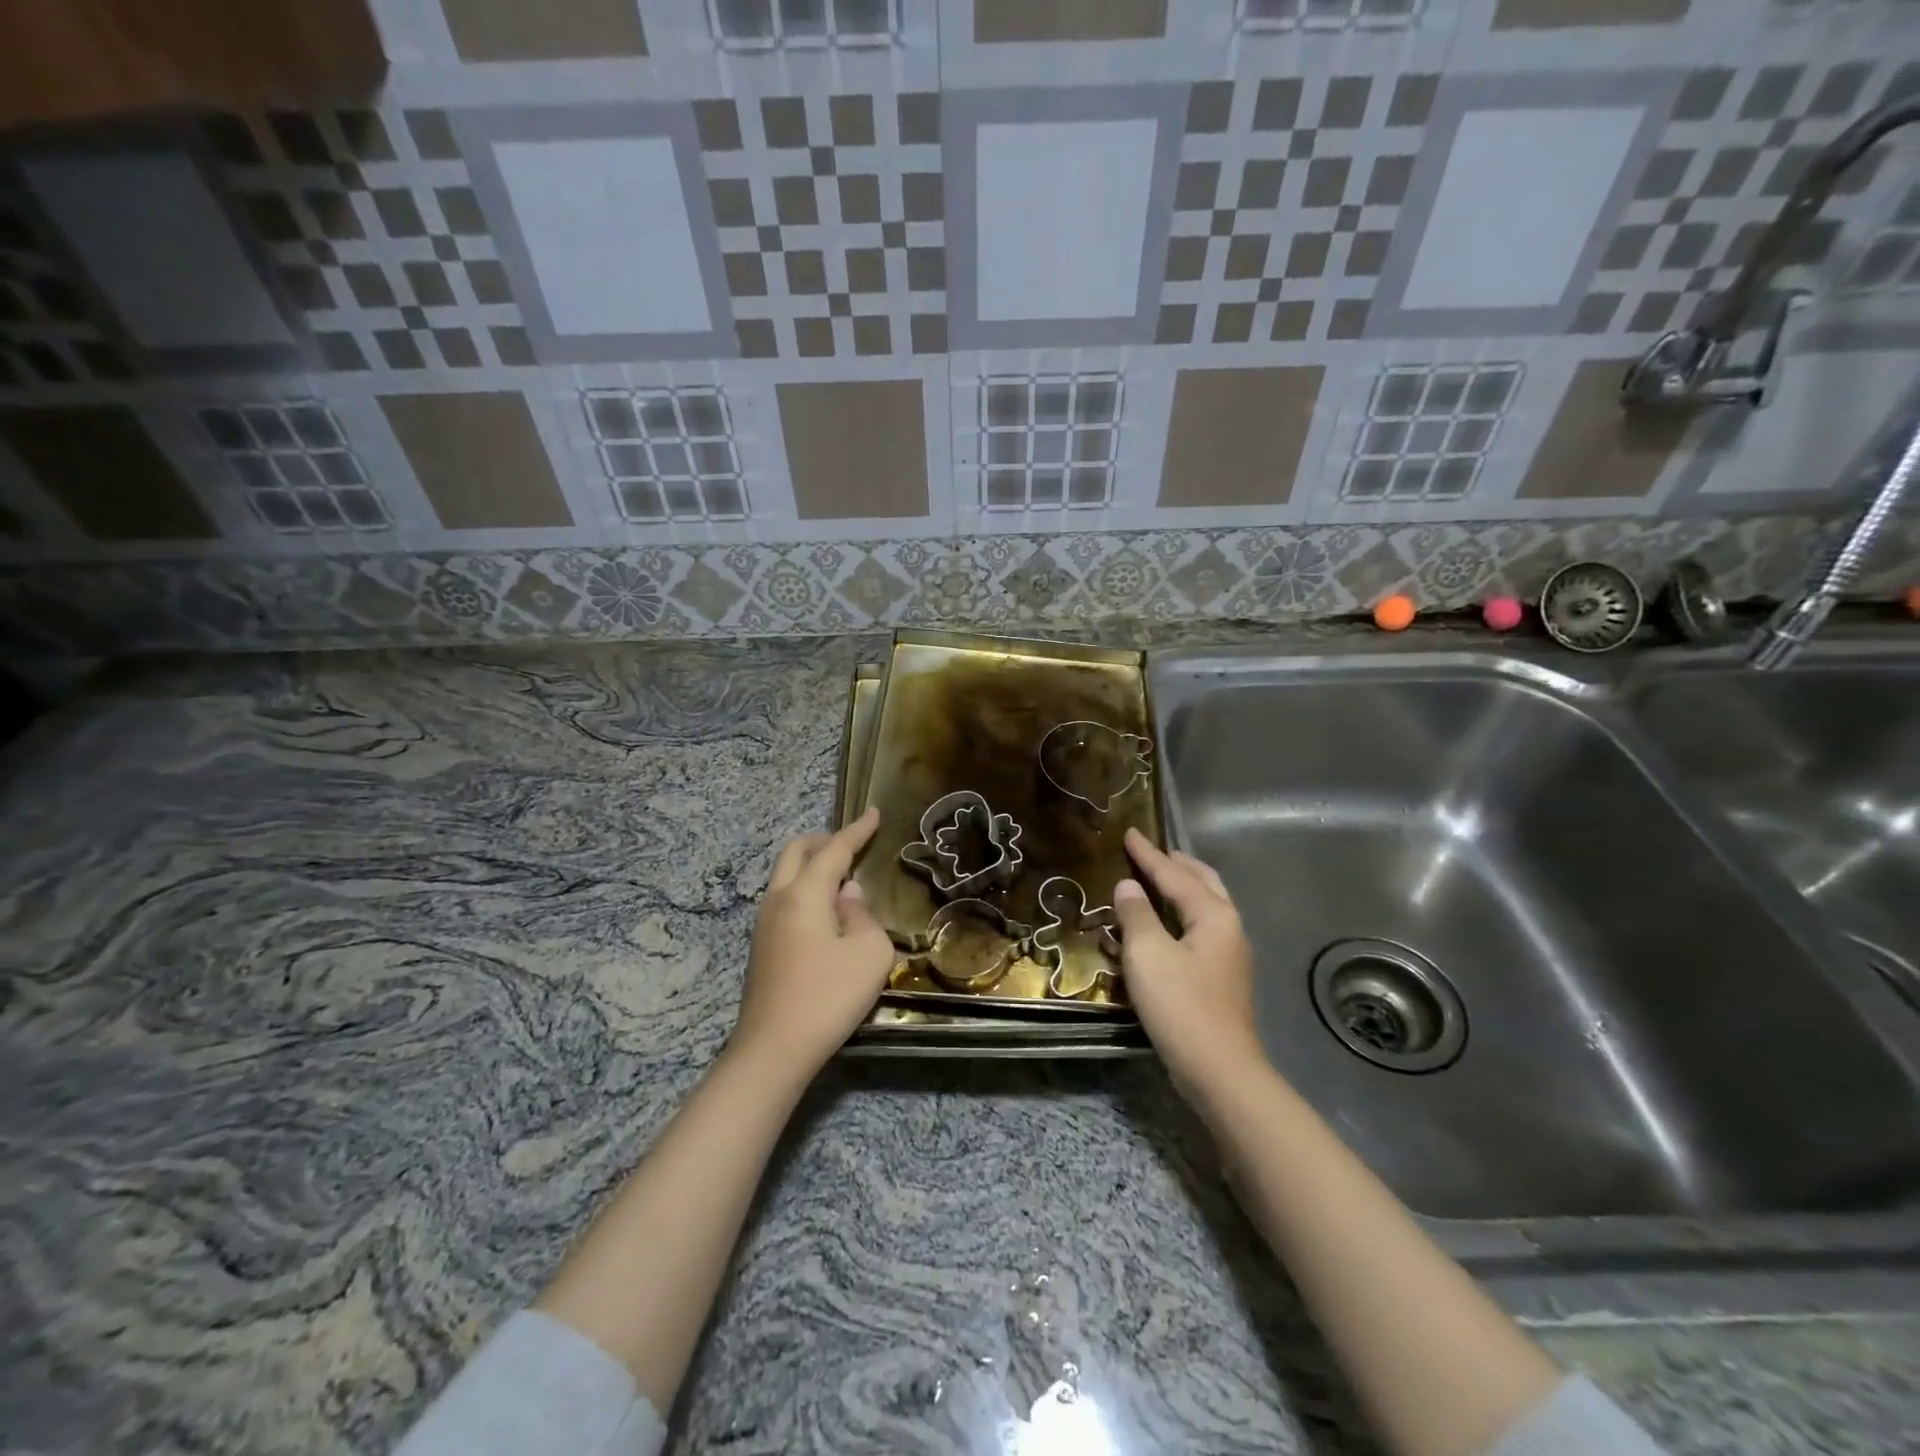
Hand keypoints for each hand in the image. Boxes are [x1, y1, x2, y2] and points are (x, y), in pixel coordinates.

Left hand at [732, 808, 894, 1079]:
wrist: (773, 1051)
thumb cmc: (828, 996)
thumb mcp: (869, 952)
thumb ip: (863, 915)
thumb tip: (847, 896)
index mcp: (803, 894)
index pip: (834, 850)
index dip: (857, 830)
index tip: (873, 813)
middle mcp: (777, 900)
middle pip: (795, 853)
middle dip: (824, 841)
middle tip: (852, 844)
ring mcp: (763, 925)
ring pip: (785, 877)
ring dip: (812, 867)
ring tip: (843, 880)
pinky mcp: (761, 949)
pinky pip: (785, 901)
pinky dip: (806, 891)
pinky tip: (826, 915)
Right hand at [1112, 828, 1263, 1098]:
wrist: (1219, 1071)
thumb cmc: (1180, 1005)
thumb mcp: (1147, 953)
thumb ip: (1136, 914)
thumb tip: (1129, 886)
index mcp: (1213, 914)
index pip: (1174, 874)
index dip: (1148, 854)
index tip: (1129, 833)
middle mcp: (1228, 927)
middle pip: (1204, 882)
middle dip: (1178, 864)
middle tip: (1152, 852)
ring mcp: (1231, 955)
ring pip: (1207, 905)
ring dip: (1184, 887)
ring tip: (1161, 878)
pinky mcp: (1224, 978)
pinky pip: (1202, 927)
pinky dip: (1184, 912)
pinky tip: (1168, 923)